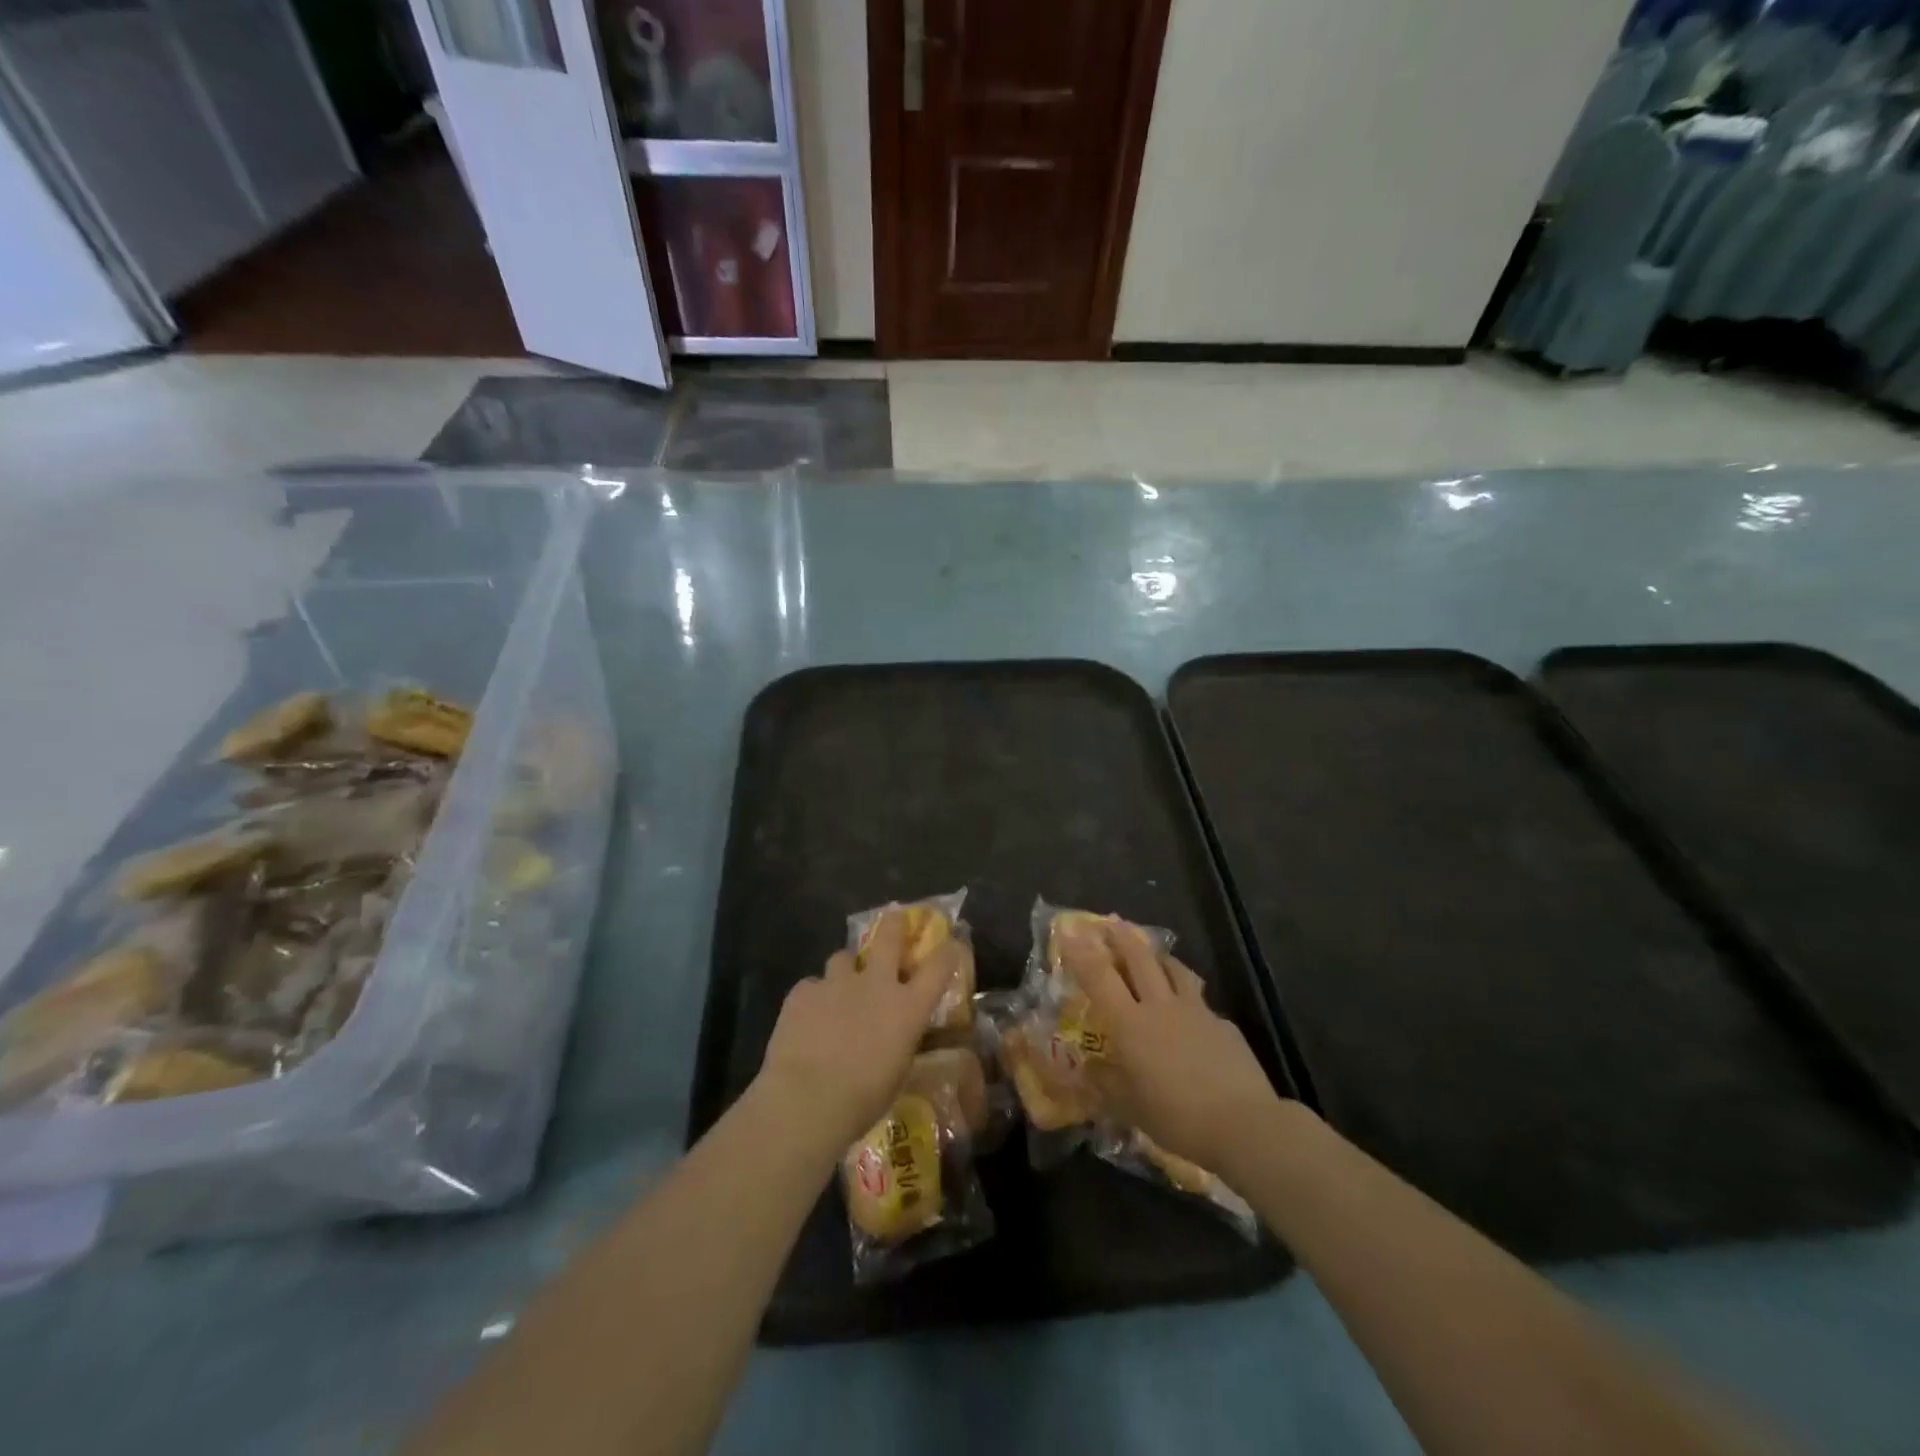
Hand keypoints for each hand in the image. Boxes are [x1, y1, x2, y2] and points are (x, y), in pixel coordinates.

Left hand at [757, 907, 963, 1149]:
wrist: (806, 1099)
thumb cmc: (862, 1099)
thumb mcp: (897, 1072)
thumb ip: (899, 1041)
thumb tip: (895, 1035)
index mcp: (907, 1008)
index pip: (939, 967)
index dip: (947, 952)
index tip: (950, 944)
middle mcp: (876, 984)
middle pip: (889, 937)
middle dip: (894, 924)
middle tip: (894, 916)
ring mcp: (837, 983)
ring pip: (843, 957)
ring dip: (844, 969)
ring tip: (838, 988)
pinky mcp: (803, 991)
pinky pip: (811, 986)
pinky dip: (812, 998)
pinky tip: (806, 1019)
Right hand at [1059, 920, 1286, 1178]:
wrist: (1244, 1125)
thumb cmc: (1177, 1118)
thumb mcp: (1130, 1108)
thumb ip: (1106, 1085)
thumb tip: (1087, 1071)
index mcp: (1131, 1024)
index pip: (1099, 977)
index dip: (1081, 952)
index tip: (1069, 931)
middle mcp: (1160, 1007)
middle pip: (1139, 958)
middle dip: (1121, 937)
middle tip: (1110, 923)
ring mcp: (1196, 1011)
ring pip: (1173, 968)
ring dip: (1158, 955)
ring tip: (1151, 951)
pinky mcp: (1223, 1024)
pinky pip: (1199, 999)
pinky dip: (1187, 994)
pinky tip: (1189, 1010)